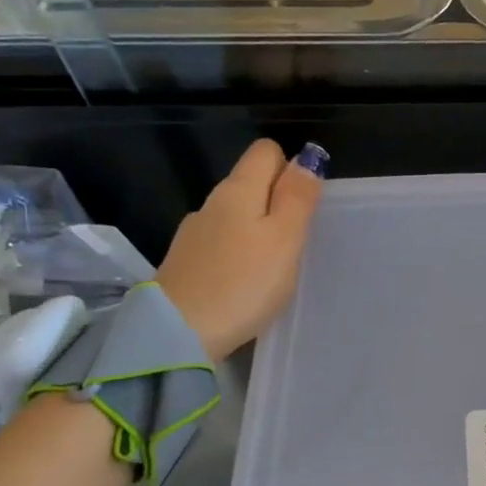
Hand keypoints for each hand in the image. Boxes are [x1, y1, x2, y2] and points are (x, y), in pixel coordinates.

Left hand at [155, 139, 326, 361]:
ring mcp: (194, 233)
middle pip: (250, 181)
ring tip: (274, 263)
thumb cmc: (244, 283)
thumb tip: (307, 156)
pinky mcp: (186, 262)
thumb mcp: (284, 238)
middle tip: (297, 238)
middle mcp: (212, 203)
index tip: (304, 204)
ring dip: (257, 227)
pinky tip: (245, 279)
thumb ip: (297, 197)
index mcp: (238, 190)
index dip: (290, 168)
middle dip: (276, 200)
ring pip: (236, 214)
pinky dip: (238, 251)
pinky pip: (222, 242)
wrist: (177, 334)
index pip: (265, 151)